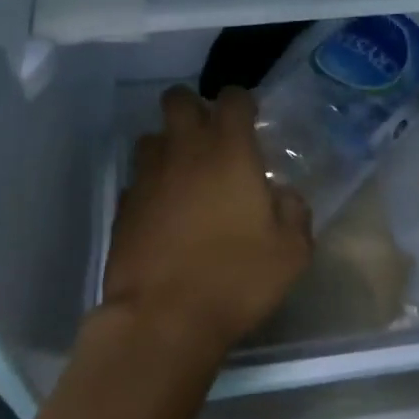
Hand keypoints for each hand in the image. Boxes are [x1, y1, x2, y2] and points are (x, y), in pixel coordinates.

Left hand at [103, 86, 313, 357]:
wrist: (162, 320)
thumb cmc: (235, 278)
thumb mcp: (290, 253)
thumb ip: (295, 213)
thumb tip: (285, 196)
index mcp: (229, 151)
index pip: (232, 98)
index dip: (242, 102)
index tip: (250, 120)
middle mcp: (185, 151)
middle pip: (178, 100)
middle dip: (193, 107)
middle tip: (210, 136)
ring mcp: (148, 177)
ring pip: (151, 137)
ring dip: (168, 146)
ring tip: (184, 173)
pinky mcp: (123, 206)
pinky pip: (137, 180)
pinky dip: (150, 186)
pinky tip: (163, 213)